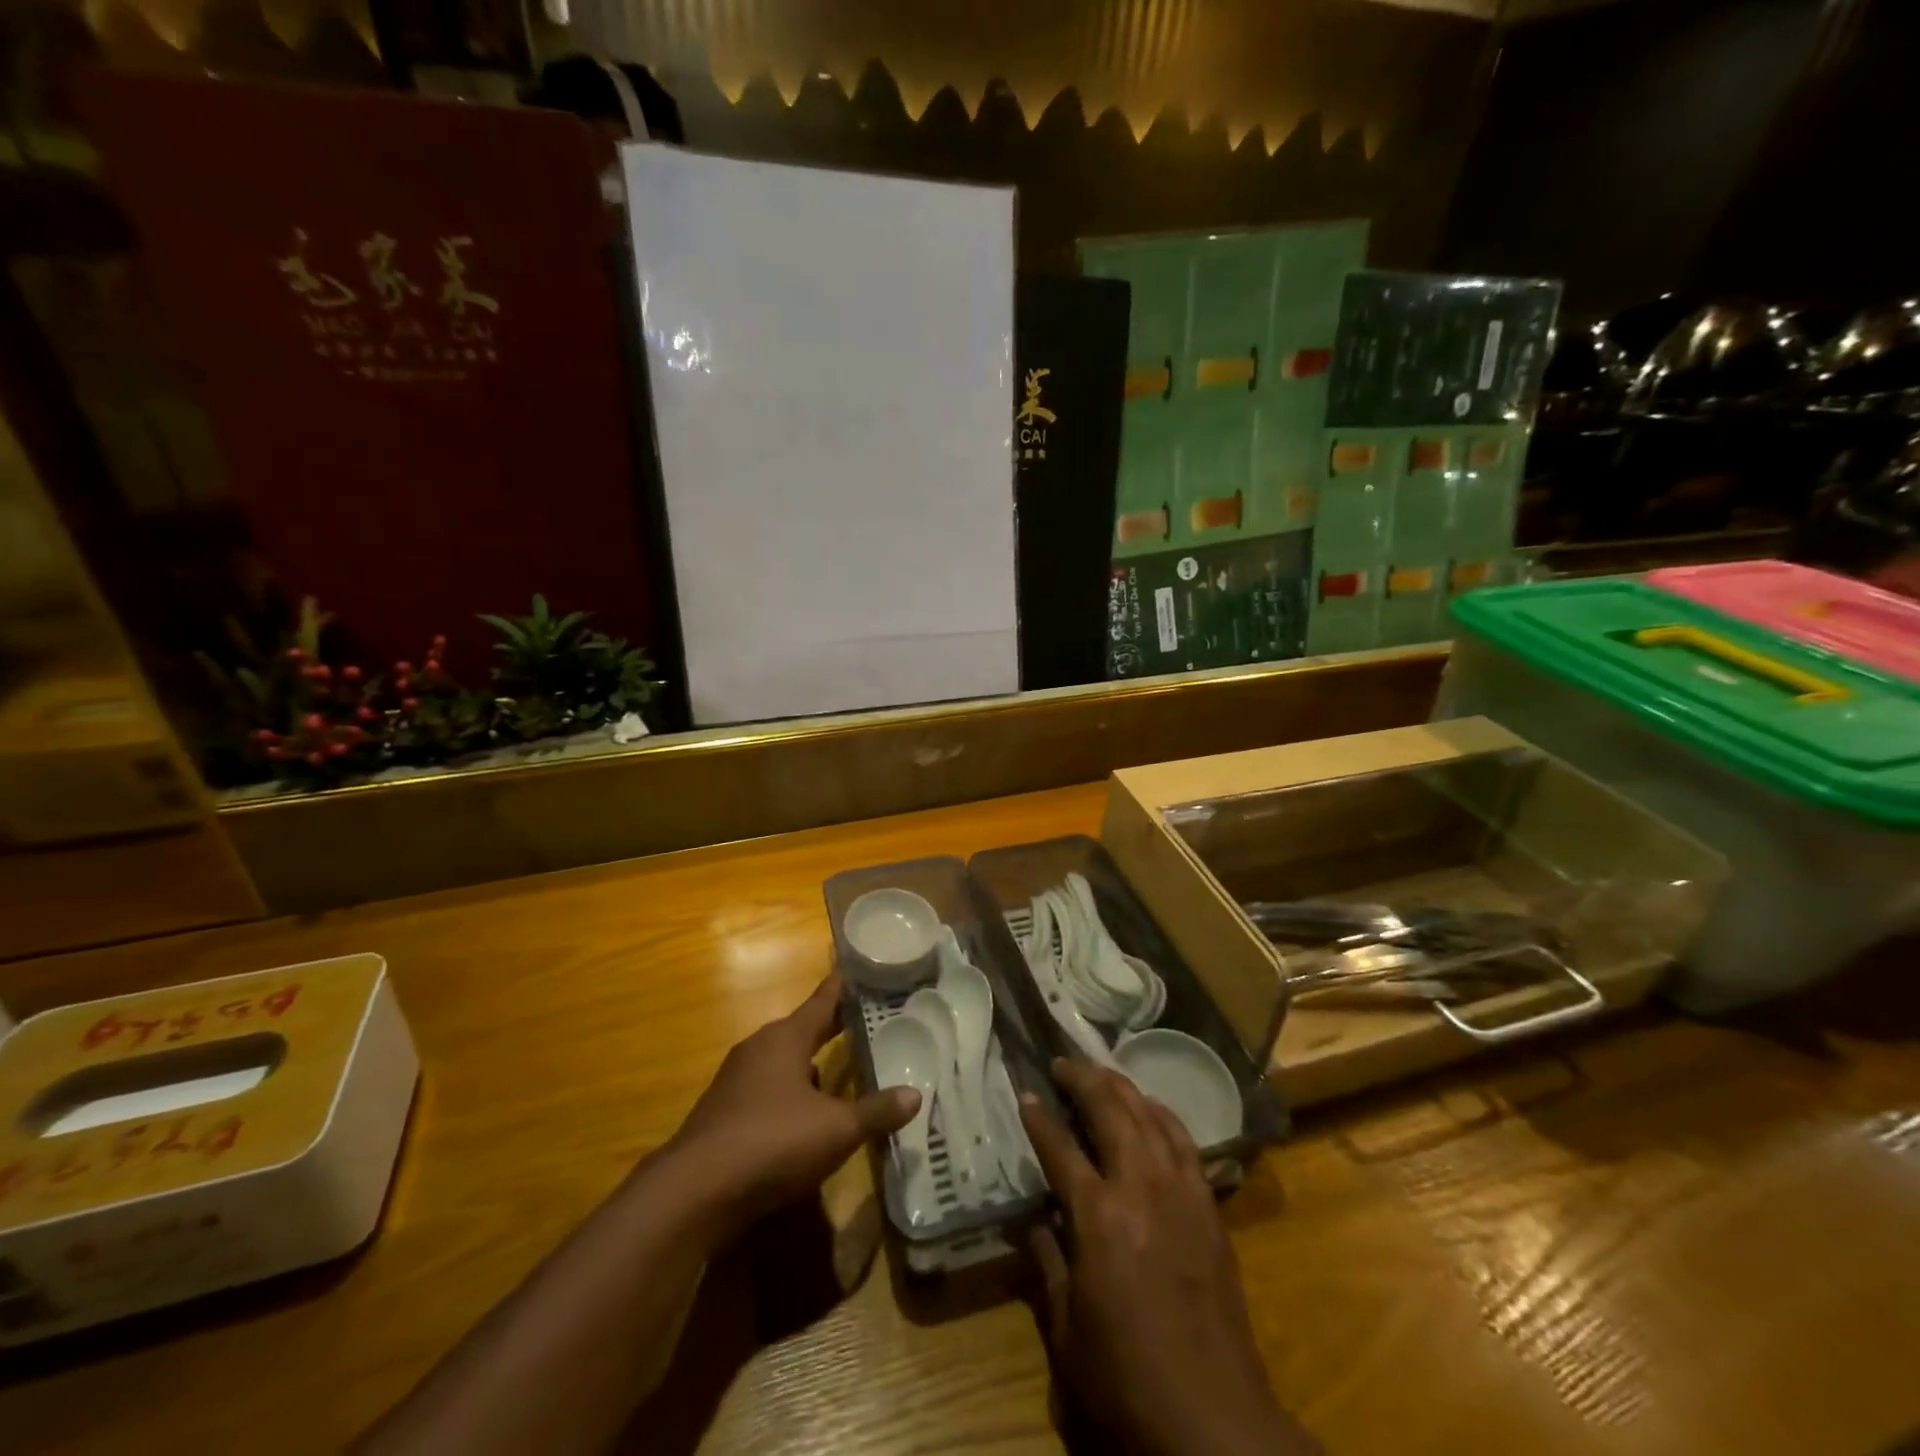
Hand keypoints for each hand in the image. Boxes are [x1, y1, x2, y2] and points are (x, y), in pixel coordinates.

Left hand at [669, 973, 918, 1238]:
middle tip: (866, 1020)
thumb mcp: (836, 1129)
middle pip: (802, 1028)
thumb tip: (916, 1095)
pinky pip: (767, 1089)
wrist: (694, 1192)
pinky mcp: (723, 1112)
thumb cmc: (772, 1142)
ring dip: (810, 1063)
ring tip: (841, 1070)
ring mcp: (736, 1080)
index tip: (863, 968)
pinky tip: (805, 1117)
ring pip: (783, 1061)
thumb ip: (876, 1111)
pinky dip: (790, 1093)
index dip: (845, 986)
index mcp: (786, 1037)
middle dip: (832, 1026)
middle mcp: (759, 1048)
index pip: (823, 999)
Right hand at [1019, 1059, 1318, 1455]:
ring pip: (1149, 1115)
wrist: (1214, 1414)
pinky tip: (1151, 1109)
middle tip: (1062, 1062)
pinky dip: (1162, 1115)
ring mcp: (1180, 1191)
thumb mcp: (1067, 1329)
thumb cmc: (1128, 1375)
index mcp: (1098, 1216)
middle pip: (1110, 1111)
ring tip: (1101, 1073)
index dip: (1039, 1117)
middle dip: (1082, 1079)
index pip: (1060, 1148)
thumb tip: (1035, 1221)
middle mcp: (1139, 1187)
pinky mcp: (1208, 1204)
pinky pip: (1183, 1141)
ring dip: (1122, 1087)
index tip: (1025, 1093)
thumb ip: (1047, 1263)